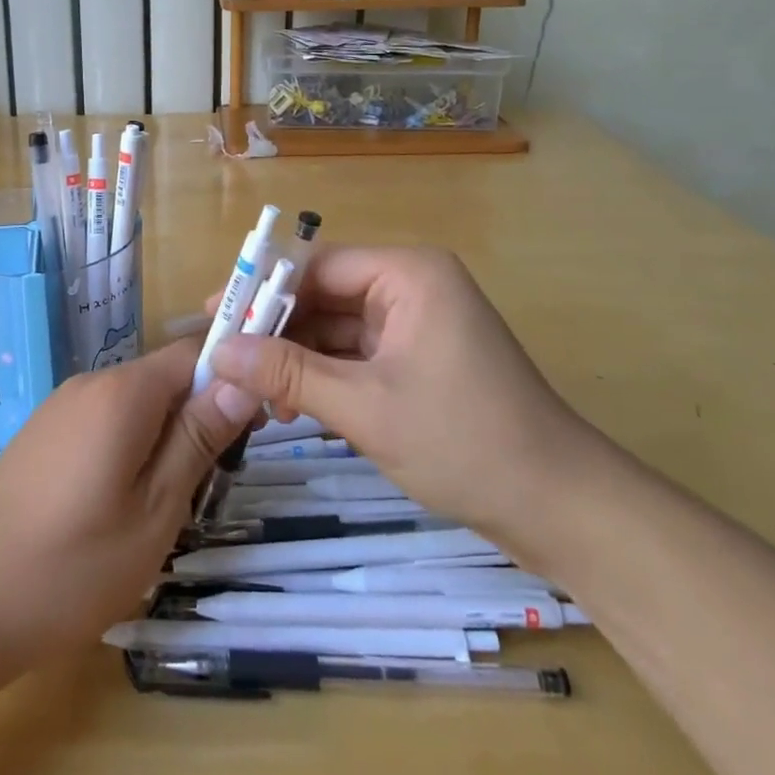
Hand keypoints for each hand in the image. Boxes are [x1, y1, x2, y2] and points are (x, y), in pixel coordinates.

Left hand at [0, 338, 255, 669]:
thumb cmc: (73, 565)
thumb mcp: (156, 508)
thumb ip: (199, 437)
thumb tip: (242, 379)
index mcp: (123, 392)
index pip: (193, 352)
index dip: (230, 379)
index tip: (250, 430)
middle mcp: (91, 383)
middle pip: (164, 378)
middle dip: (197, 417)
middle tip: (210, 484)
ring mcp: (62, 407)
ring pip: (136, 404)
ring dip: (164, 438)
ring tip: (167, 504)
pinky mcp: (44, 433)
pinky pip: (106, 422)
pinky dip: (130, 447)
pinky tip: (120, 505)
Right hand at [207, 246, 599, 551]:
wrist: (561, 508)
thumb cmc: (465, 442)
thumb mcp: (365, 407)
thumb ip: (289, 375)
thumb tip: (220, 353)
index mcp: (407, 273)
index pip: (316, 265)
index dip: (261, 289)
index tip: (213, 315)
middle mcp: (412, 285)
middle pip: (325, 294)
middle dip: (276, 329)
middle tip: (225, 360)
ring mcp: (418, 322)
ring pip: (338, 327)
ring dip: (298, 357)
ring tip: (253, 393)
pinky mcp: (420, 357)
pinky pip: (359, 352)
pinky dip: (325, 375)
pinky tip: (292, 404)